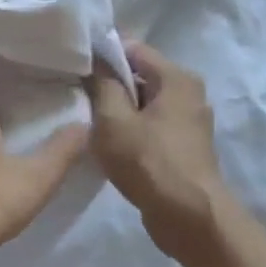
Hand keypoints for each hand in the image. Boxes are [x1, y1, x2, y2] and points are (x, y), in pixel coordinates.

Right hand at [88, 40, 227, 242]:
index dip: (102, 53)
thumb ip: (102, 85)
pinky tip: (111, 145)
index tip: (76, 65)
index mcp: (177, 78)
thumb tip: (96, 61)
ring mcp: (189, 122)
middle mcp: (189, 94)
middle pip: (140, 76)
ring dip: (119, 111)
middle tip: (78, 96)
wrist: (189, 219)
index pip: (133, 48)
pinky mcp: (184, 148)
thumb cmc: (149, 161)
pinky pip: (151, 126)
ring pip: (144, 104)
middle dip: (110, 84)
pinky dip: (132, 131)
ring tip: (90, 122)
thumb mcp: (113, 120)